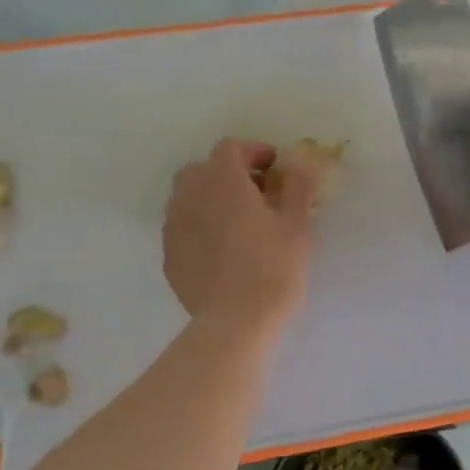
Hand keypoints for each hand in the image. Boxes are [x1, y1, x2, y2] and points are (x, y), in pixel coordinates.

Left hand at [164, 139, 318, 333]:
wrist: (235, 321)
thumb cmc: (273, 266)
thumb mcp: (297, 223)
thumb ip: (298, 185)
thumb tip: (300, 163)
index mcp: (222, 180)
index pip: (231, 148)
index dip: (254, 152)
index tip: (275, 168)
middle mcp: (190, 195)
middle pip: (203, 169)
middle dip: (229, 174)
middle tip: (258, 194)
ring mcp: (174, 226)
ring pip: (189, 198)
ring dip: (212, 199)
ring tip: (239, 222)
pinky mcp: (169, 255)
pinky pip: (184, 227)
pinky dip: (201, 226)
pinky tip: (223, 249)